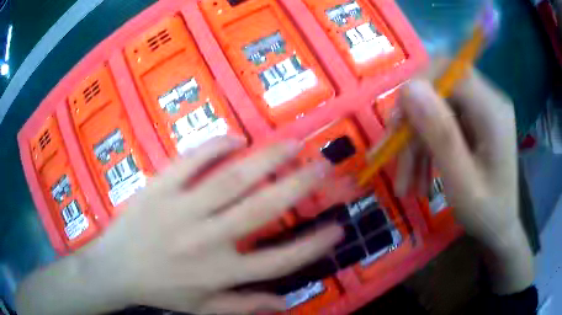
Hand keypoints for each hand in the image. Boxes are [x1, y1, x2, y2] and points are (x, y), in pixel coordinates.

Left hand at [17, 137, 341, 314]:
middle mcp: (206, 240)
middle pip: (262, 210)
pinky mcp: (158, 189)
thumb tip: (286, 302)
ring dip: (266, 160)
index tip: (338, 227)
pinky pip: (189, 161)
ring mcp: (180, 209)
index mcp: (219, 272)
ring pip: (230, 180)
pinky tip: (235, 138)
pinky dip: (214, 147)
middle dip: (299, 186)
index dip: (313, 244)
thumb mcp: (203, 309)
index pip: (280, 260)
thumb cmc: (160, 291)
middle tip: (324, 167)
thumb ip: (245, 306)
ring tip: (292, 145)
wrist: (114, 270)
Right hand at [396, 67, 532, 293]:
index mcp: (492, 111)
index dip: (418, 88)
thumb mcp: (462, 183)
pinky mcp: (474, 121)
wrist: (499, 228)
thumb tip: (408, 88)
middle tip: (393, 155)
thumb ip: (440, 134)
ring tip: (406, 183)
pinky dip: (426, 147)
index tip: (396, 125)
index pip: (449, 72)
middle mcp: (488, 101)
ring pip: (436, 108)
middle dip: (413, 122)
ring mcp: (481, 110)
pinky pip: (441, 122)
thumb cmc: (486, 214)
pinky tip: (419, 176)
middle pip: (439, 88)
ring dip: (416, 142)